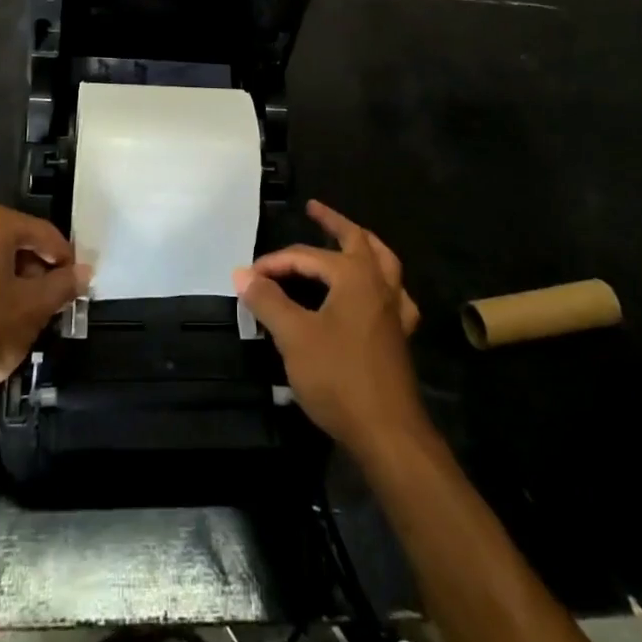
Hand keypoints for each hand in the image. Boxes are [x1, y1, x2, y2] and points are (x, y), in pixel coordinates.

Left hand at [0, 203, 88, 412]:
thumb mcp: (33, 309)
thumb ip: (62, 285)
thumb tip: (83, 272)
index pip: (42, 232)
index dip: (63, 258)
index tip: (75, 284)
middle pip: (14, 241)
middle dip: (36, 268)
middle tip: (51, 301)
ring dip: (12, 279)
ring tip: (25, 313)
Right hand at [233, 201, 423, 455]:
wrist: (388, 433)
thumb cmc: (339, 377)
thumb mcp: (293, 336)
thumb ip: (268, 300)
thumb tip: (242, 273)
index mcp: (354, 276)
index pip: (307, 256)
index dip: (275, 263)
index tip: (249, 277)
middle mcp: (379, 284)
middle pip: (358, 240)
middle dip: (334, 222)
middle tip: (314, 208)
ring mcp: (394, 310)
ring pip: (384, 262)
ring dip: (363, 245)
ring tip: (348, 238)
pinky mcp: (399, 336)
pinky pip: (394, 296)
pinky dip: (382, 283)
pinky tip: (376, 292)